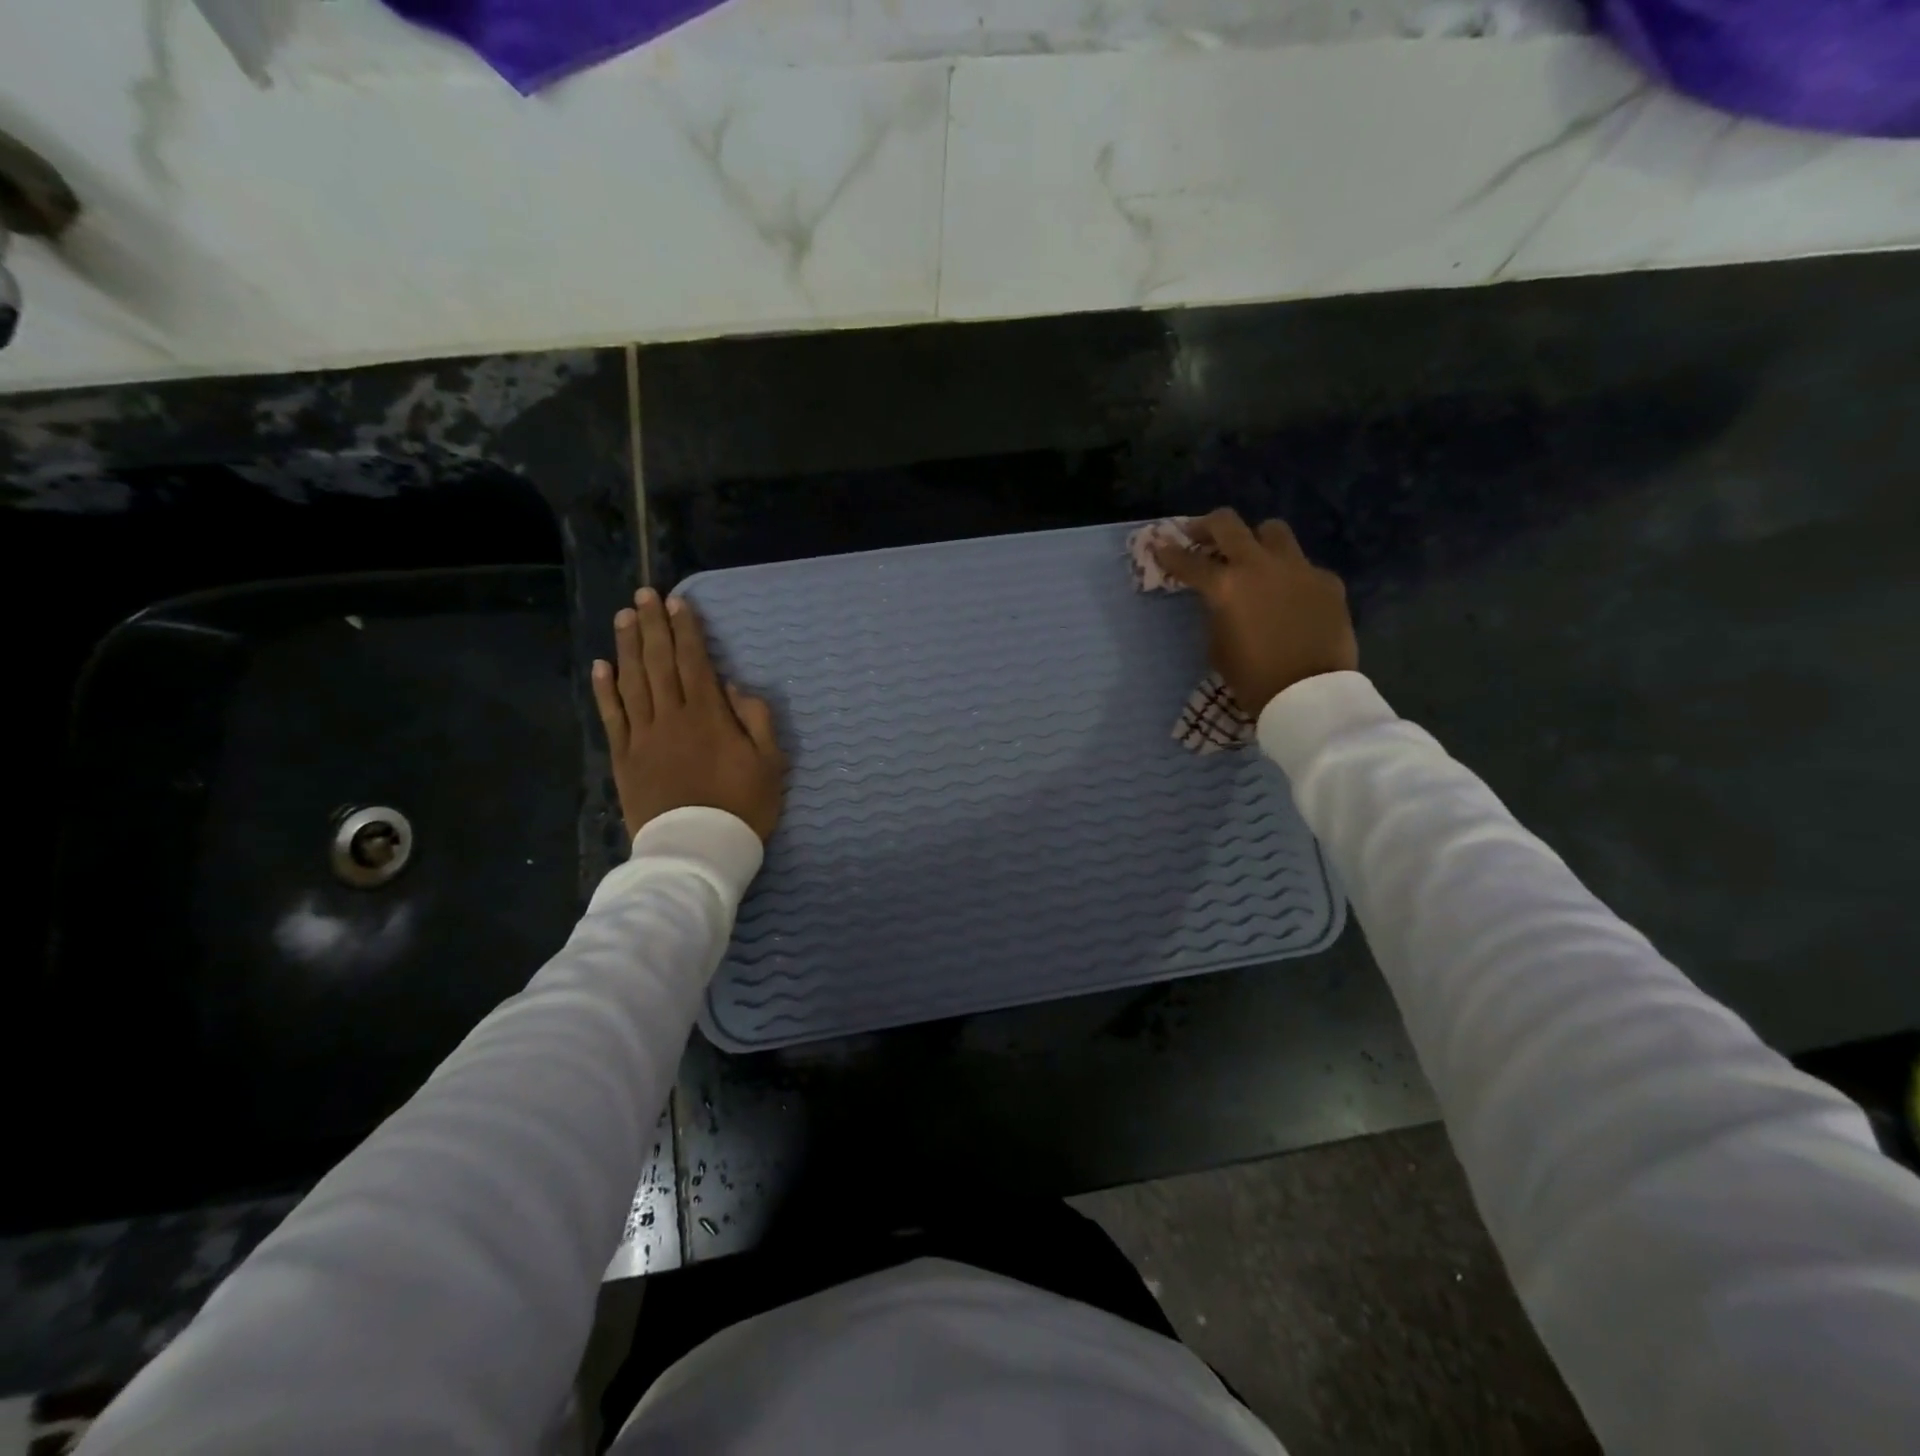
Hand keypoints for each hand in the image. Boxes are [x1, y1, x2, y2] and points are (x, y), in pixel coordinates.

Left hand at [590, 588, 786, 843]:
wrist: (698, 849)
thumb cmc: (742, 806)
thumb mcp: (770, 763)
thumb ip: (755, 720)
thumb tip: (733, 687)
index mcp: (708, 716)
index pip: (695, 663)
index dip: (687, 631)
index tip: (679, 604)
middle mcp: (672, 717)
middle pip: (659, 663)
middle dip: (652, 626)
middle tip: (644, 595)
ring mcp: (643, 737)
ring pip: (632, 682)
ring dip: (628, 646)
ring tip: (624, 617)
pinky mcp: (624, 758)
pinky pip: (612, 717)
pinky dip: (605, 690)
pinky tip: (602, 666)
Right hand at [1153, 508, 1357, 716]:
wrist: (1310, 693)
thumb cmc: (1253, 678)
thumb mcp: (1218, 647)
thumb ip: (1216, 612)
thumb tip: (1220, 598)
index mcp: (1225, 587)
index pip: (1188, 562)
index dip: (1169, 554)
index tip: (1159, 547)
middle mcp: (1259, 565)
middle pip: (1227, 524)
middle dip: (1206, 526)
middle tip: (1199, 535)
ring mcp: (1298, 568)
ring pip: (1272, 531)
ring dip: (1256, 539)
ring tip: (1252, 557)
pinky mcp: (1327, 580)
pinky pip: (1303, 566)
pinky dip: (1290, 576)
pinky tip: (1291, 597)